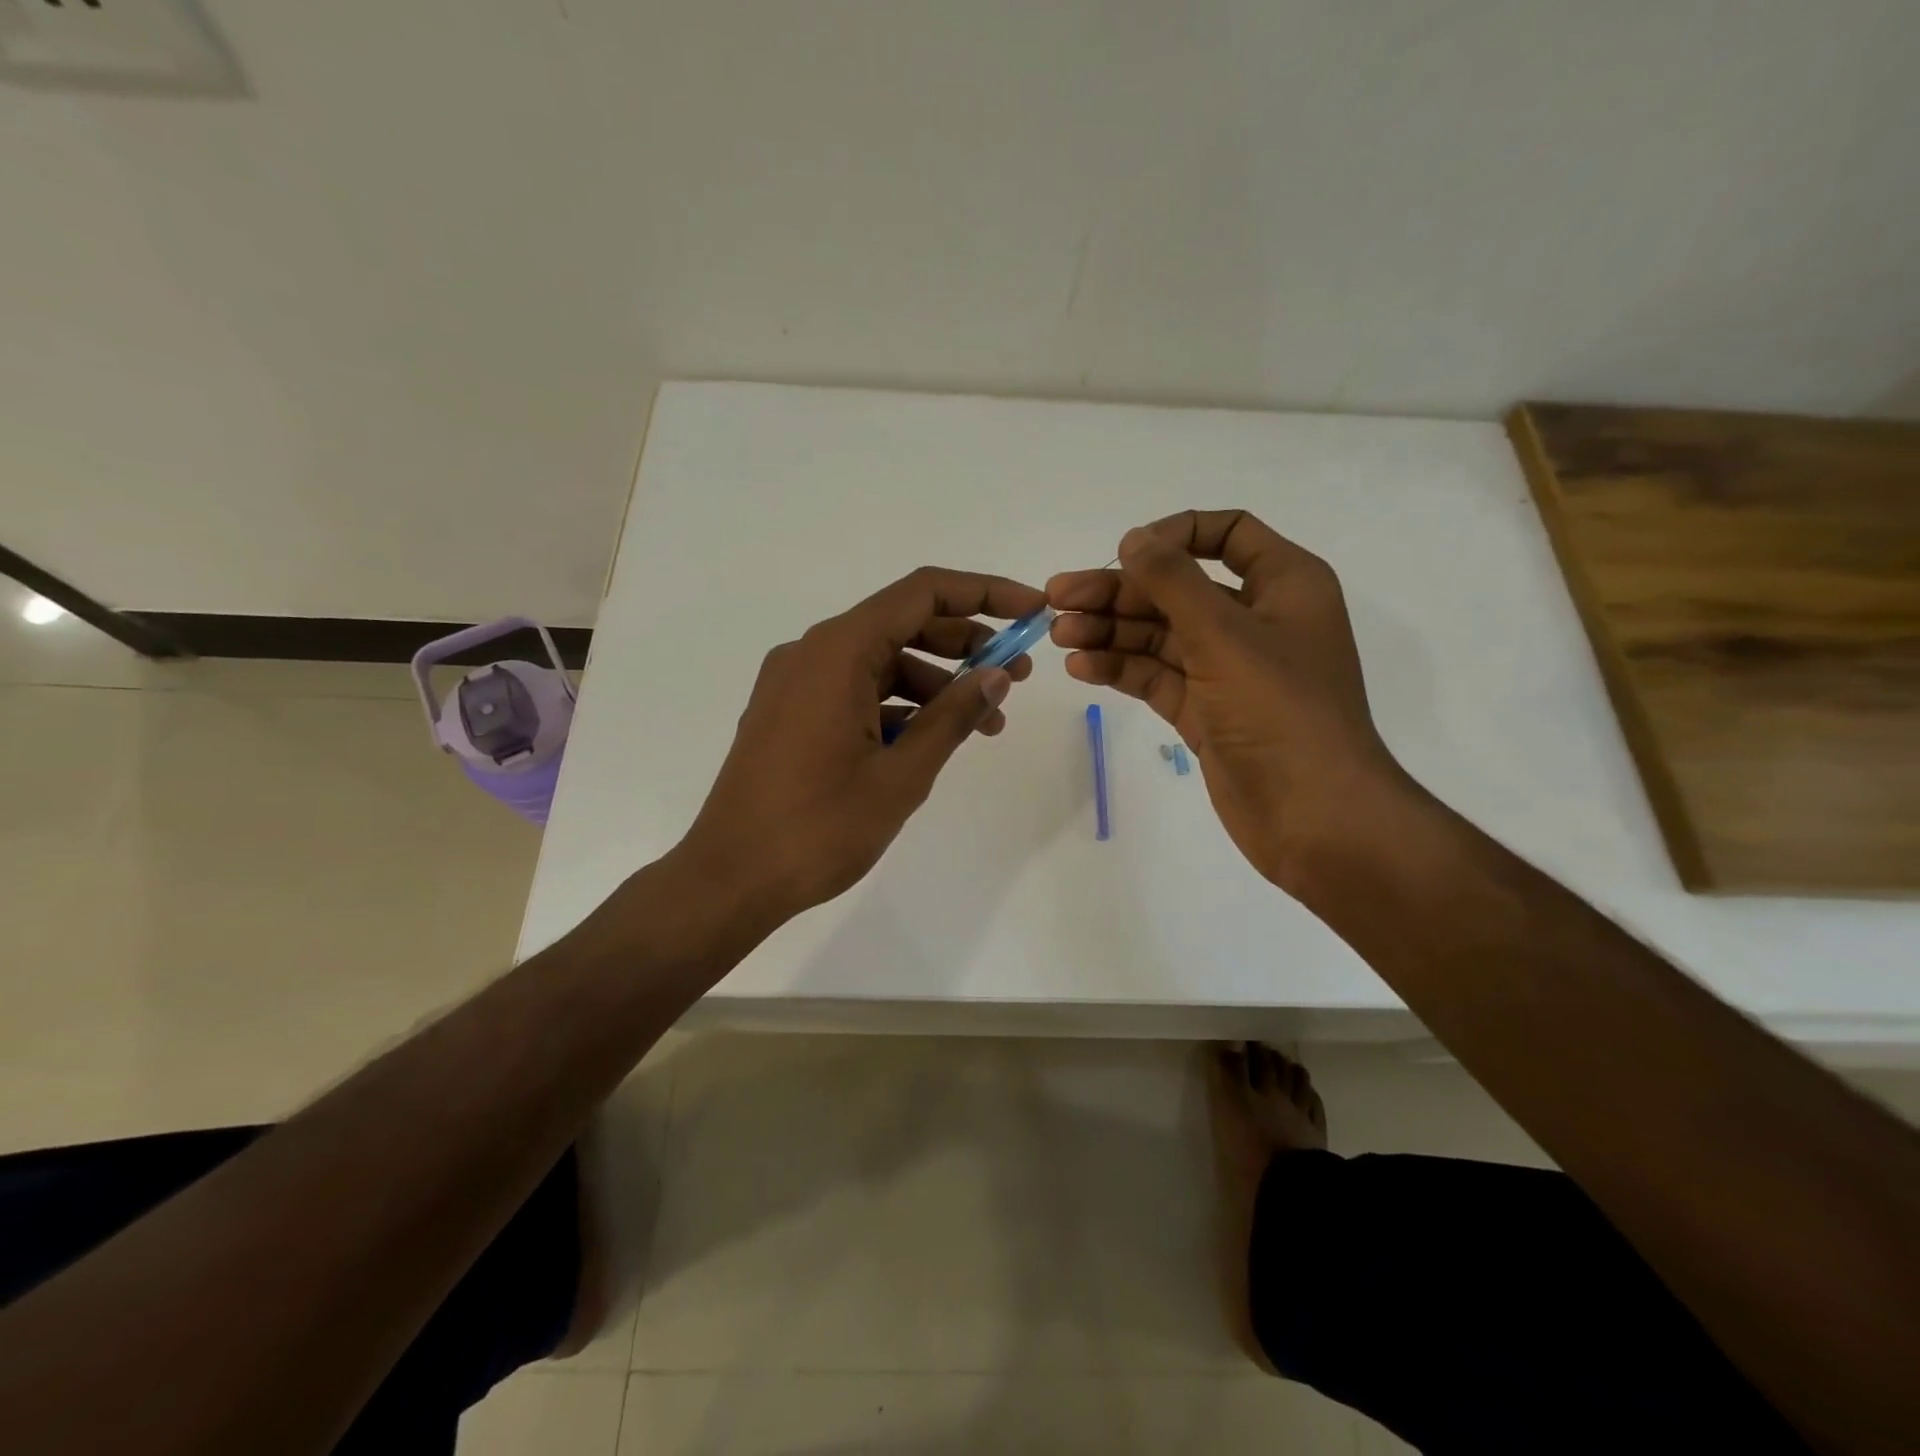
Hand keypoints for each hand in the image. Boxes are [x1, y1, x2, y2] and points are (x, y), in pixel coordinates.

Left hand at [674, 566, 1044, 924]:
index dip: (984, 593)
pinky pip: (855, 691)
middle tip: (1017, 676)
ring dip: (935, 684)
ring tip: (984, 723)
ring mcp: (795, 683)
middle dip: (966, 645)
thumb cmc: (818, 828)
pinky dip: (897, 705)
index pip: (922, 593)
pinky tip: (930, 739)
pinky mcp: (789, 713)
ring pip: (880, 662)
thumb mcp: (901, 774)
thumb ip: (953, 717)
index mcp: (837, 652)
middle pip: (902, 624)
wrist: (729, 879)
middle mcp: (812, 652)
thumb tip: (997, 675)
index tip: (1032, 611)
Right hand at [1047, 510, 1410, 891]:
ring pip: (1160, 635)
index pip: (1227, 534)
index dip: (1174, 535)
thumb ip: (1174, 581)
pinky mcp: (1205, 711)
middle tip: (1057, 600)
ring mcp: (1228, 670)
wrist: (1314, 817)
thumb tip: (1133, 538)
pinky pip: (1157, 676)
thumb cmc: (1281, 712)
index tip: (1125, 553)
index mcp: (1283, 585)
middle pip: (1178, 589)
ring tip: (1059, 636)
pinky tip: (1082, 667)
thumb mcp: (1226, 635)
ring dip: (1110, 632)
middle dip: (1118, 592)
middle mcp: (1255, 620)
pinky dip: (1121, 669)